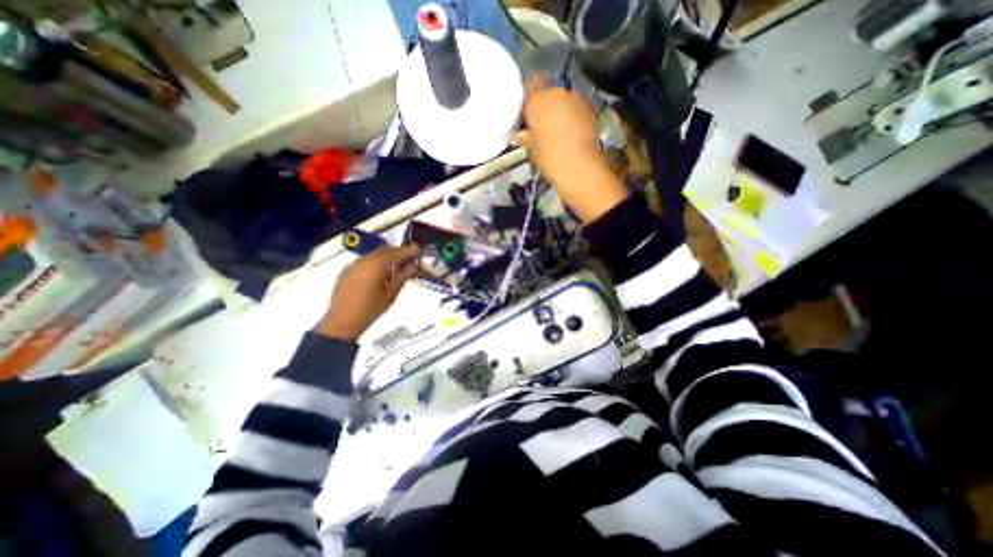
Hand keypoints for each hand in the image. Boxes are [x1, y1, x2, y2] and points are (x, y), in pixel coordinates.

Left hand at [314, 245, 414, 340]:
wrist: (342, 321)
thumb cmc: (371, 310)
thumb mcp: (391, 295)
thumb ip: (402, 277)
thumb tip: (413, 266)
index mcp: (377, 266)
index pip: (397, 253)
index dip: (409, 250)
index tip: (418, 248)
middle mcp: (364, 260)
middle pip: (384, 250)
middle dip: (397, 252)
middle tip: (407, 260)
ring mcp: (353, 264)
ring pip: (374, 254)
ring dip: (385, 258)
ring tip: (393, 271)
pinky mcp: (346, 270)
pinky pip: (364, 261)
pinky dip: (374, 263)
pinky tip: (377, 276)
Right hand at [516, 74, 621, 220]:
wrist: (580, 168)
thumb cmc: (549, 159)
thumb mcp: (533, 150)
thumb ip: (526, 137)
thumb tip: (520, 135)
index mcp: (537, 100)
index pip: (532, 83)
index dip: (531, 95)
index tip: (529, 109)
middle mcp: (557, 92)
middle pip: (550, 91)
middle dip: (547, 103)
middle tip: (543, 121)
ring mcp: (577, 98)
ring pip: (565, 98)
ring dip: (562, 109)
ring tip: (558, 128)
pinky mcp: (591, 108)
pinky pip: (578, 107)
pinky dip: (574, 115)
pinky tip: (572, 131)